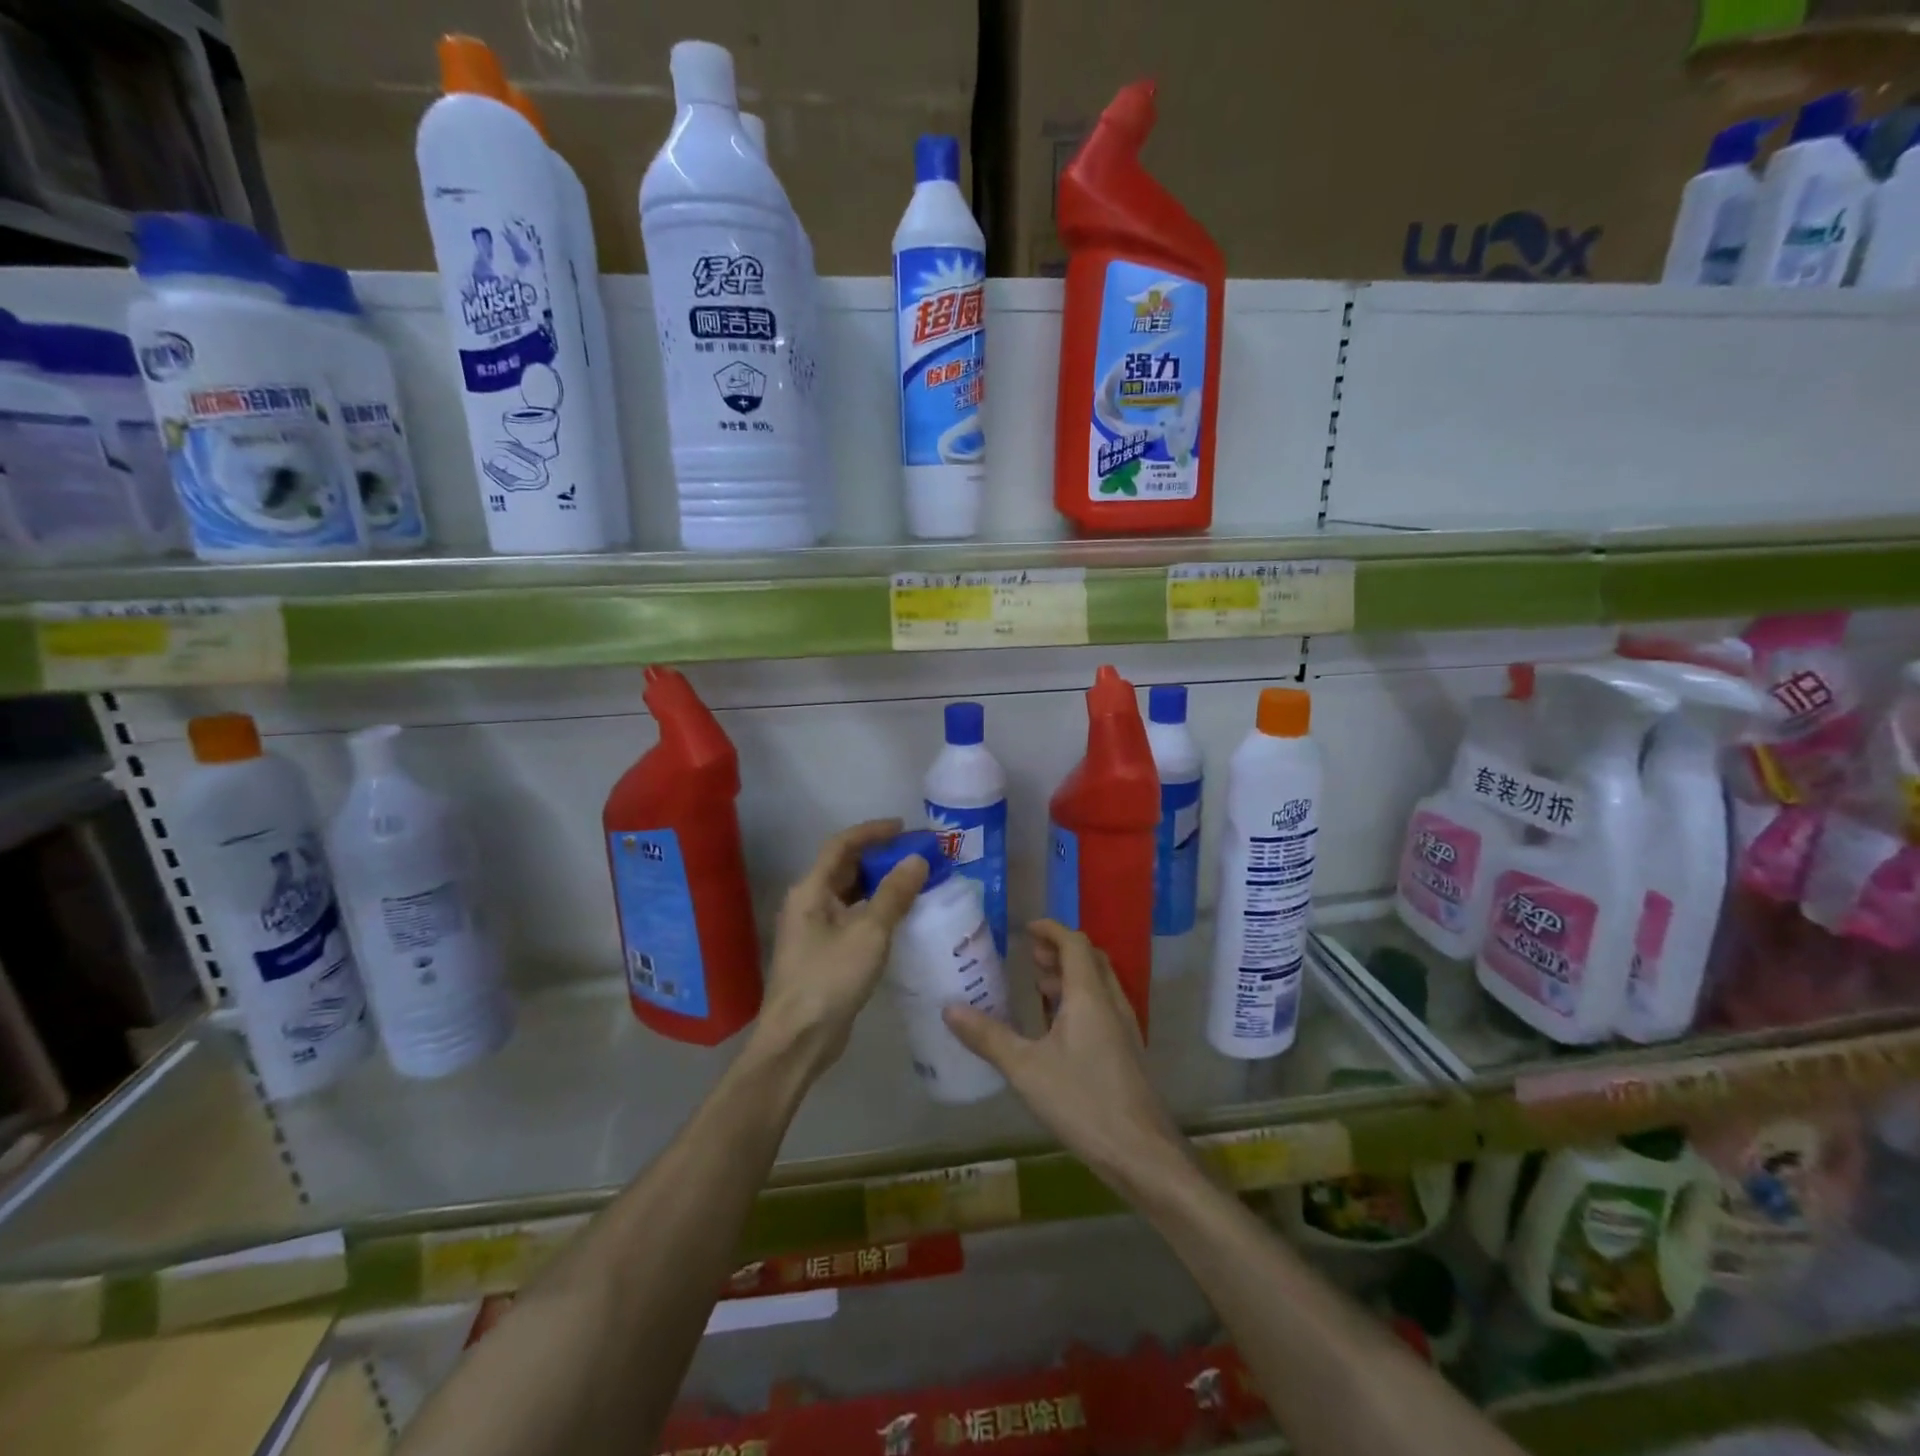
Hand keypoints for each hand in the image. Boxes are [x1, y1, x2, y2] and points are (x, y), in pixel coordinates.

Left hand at [755, 819, 926, 1076]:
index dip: (873, 832)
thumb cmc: (829, 979)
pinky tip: (901, 918)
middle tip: (917, 855)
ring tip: (916, 881)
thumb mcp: (868, 932)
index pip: (841, 845)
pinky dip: (876, 910)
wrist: (799, 1040)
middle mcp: (808, 903)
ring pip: (850, 895)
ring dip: (880, 885)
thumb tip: (917, 859)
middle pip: (845, 868)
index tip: (905, 827)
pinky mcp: (823, 953)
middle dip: (880, 858)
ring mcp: (814, 930)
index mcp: (810, 890)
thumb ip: (894, 894)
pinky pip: (852, 918)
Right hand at [943, 921, 1187, 1192]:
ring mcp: (1123, 1028)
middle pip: (1090, 959)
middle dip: (1060, 951)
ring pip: (1098, 985)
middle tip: (1031, 956)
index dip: (1051, 930)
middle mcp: (1111, 1003)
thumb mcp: (1026, 1069)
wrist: (1142, 1153)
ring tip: (1039, 986)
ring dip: (1071, 976)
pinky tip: (1057, 1029)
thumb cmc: (1083, 1101)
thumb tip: (949, 1009)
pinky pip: (1102, 1008)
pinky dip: (1079, 1000)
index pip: (1074, 943)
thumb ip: (988, 1037)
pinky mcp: (1126, 1052)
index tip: (1027, 929)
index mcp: (1089, 996)